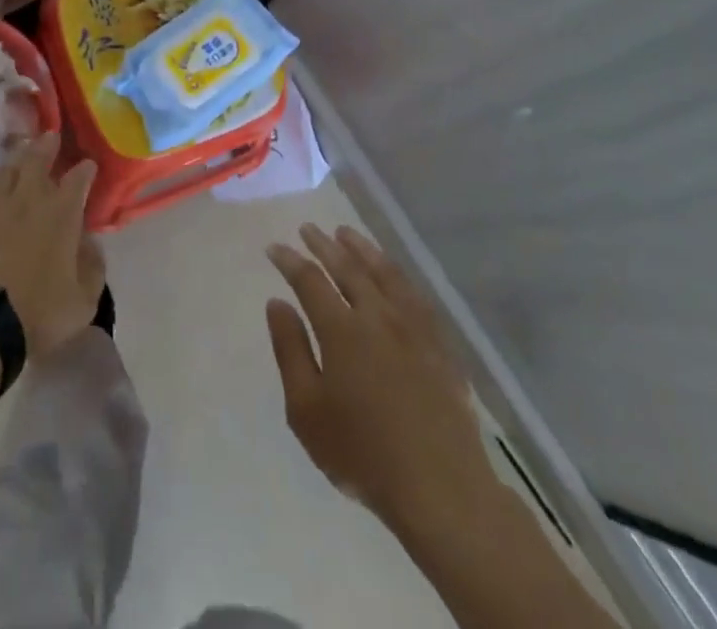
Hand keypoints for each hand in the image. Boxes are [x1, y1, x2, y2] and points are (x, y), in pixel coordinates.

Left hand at [0, 134, 103, 357]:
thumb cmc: (37, 314)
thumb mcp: (83, 302)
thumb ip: (93, 268)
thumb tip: (92, 245)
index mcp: (61, 215)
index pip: (78, 181)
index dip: (85, 170)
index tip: (88, 165)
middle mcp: (28, 200)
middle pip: (37, 161)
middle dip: (46, 147)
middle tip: (50, 136)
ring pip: (5, 171)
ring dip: (14, 159)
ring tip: (18, 151)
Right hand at [265, 224, 494, 533]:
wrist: (442, 489)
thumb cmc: (363, 453)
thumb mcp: (307, 411)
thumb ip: (290, 350)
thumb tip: (277, 303)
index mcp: (341, 330)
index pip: (309, 280)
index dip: (290, 261)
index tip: (274, 248)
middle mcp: (377, 316)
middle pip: (347, 268)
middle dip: (324, 245)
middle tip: (308, 228)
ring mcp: (414, 328)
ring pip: (384, 273)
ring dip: (362, 249)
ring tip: (346, 234)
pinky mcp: (440, 345)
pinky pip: (415, 295)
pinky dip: (397, 274)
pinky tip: (391, 273)